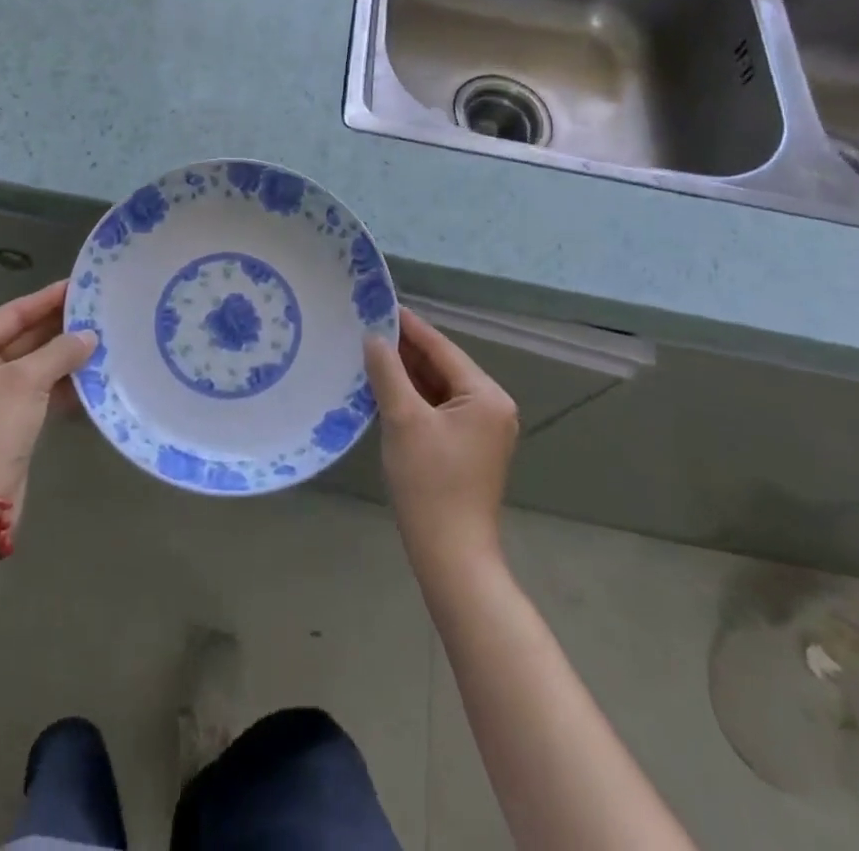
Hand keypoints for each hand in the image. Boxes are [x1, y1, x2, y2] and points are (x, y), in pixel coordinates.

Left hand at [0, 281, 95, 524]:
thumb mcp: (27, 381)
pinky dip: (59, 382)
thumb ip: (60, 351)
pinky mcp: (6, 420)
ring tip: (100, 338)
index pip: (11, 314)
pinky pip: (36, 390)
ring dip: (63, 355)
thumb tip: (90, 336)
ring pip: (32, 365)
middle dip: (58, 328)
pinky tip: (90, 375)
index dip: (46, 299)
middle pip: (22, 338)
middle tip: (95, 311)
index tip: (78, 286)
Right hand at [363, 308, 519, 566]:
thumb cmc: (429, 482)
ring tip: (369, 352)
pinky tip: (385, 387)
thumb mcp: (403, 419)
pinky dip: (414, 397)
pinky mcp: (469, 447)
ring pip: (439, 388)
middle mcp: (492, 406)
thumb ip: (388, 372)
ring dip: (407, 373)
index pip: (442, 348)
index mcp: (485, 395)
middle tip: (366, 328)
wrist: (450, 554)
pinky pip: (439, 408)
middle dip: (405, 350)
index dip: (409, 326)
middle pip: (443, 366)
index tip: (379, 305)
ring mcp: (482, 429)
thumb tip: (373, 337)